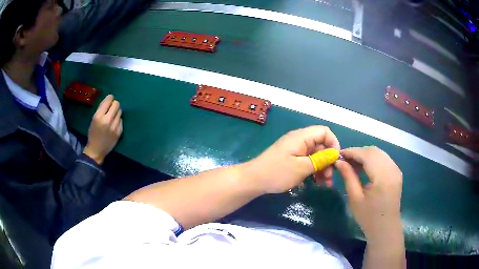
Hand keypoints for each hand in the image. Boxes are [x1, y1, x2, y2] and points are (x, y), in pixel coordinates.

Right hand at [83, 95, 122, 163]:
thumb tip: (109, 99)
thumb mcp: (94, 119)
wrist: (96, 150)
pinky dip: (118, 120)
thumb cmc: (93, 134)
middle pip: (117, 104)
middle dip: (114, 104)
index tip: (110, 99)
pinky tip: (114, 124)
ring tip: (112, 117)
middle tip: (111, 108)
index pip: (109, 100)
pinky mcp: (119, 132)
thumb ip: (101, 109)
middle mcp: (107, 120)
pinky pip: (121, 120)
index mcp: (99, 116)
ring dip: (116, 112)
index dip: (110, 98)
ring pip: (120, 112)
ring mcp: (114, 127)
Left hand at [245, 126, 339, 193]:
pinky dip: (313, 171)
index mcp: (302, 137)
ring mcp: (295, 150)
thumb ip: (320, 160)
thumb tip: (335, 153)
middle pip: (321, 145)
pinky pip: (307, 162)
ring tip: (325, 184)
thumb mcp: (302, 167)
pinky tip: (316, 183)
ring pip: (316, 155)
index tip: (335, 160)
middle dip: (328, 161)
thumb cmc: (278, 172)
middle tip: (330, 178)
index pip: (325, 132)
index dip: (333, 144)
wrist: (253, 180)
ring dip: (322, 168)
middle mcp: (300, 140)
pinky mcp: (292, 159)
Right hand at [335, 146, 402, 241]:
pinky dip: (373, 159)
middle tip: (344, 160)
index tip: (339, 154)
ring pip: (379, 153)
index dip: (352, 152)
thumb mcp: (355, 198)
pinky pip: (384, 159)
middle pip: (374, 151)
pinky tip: (365, 167)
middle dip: (358, 152)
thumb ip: (348, 177)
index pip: (366, 155)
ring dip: (365, 155)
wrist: (385, 228)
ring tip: (353, 163)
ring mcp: (396, 169)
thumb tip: (339, 161)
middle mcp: (392, 169)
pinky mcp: (396, 172)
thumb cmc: (368, 217)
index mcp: (382, 177)